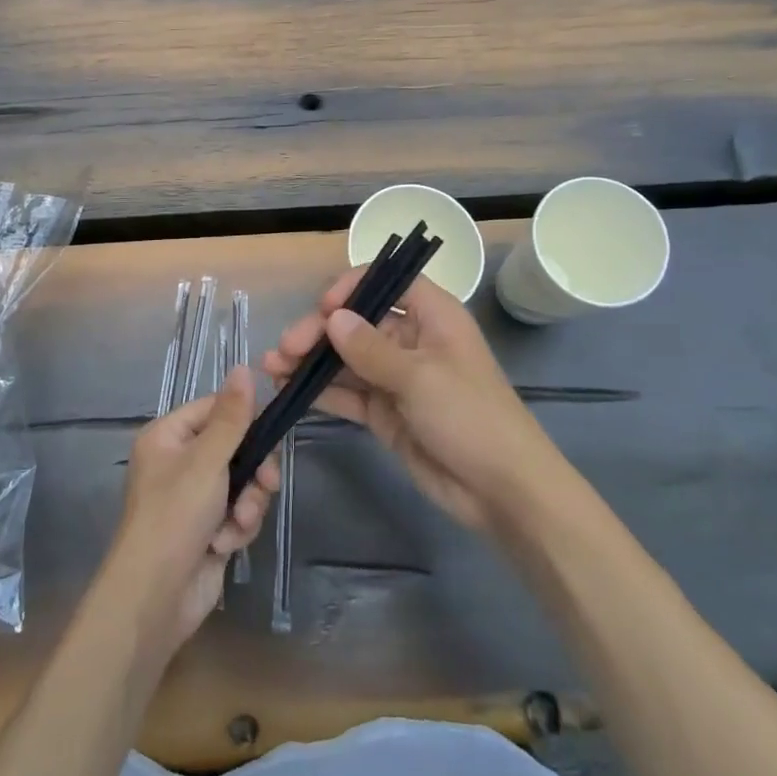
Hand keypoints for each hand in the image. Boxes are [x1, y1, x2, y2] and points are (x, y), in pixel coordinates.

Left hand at [99, 366, 280, 650]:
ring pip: (242, 483)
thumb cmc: (175, 515)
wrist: (155, 597)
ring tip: (238, 523)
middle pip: (235, 448)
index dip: (244, 419)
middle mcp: (178, 463)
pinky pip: (237, 514)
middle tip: (267, 482)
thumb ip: (232, 417)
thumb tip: (244, 368)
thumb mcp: (207, 459)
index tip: (271, 430)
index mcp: (168, 437)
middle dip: (253, 471)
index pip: (215, 409)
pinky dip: (237, 528)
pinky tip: (225, 545)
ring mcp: (193, 499)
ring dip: (247, 504)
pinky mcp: (207, 530)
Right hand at [265, 269, 548, 530]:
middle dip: (320, 331)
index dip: (355, 287)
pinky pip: (349, 393)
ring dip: (313, 361)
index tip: (325, 307)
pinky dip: (322, 391)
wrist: (502, 492)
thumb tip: (332, 318)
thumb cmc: (470, 417)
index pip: (390, 283)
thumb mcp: (419, 378)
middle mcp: (412, 340)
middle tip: (286, 349)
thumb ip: (370, 349)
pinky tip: (290, 391)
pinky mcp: (386, 413)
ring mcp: (397, 378)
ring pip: (348, 359)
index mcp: (433, 317)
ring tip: (274, 367)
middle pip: (359, 322)